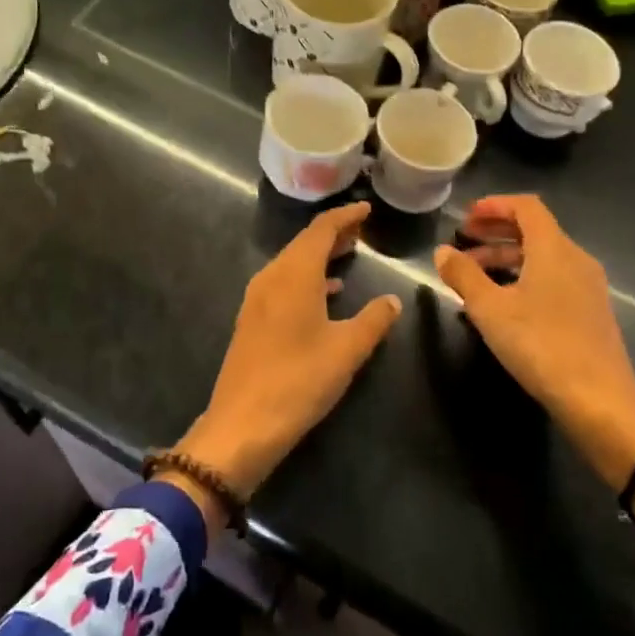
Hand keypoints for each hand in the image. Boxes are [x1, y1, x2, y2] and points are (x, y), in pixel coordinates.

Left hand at [173, 202, 401, 506]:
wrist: (242, 425)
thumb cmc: (299, 381)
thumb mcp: (347, 350)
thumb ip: (373, 320)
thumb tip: (392, 300)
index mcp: (294, 275)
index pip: (321, 230)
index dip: (345, 216)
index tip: (367, 210)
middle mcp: (272, 277)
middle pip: (304, 243)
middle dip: (333, 234)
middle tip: (362, 231)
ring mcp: (257, 299)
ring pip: (292, 263)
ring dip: (320, 256)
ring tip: (348, 255)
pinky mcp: (252, 320)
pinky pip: (283, 283)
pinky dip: (307, 277)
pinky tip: (326, 294)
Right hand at [436, 194, 634, 490]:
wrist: (599, 400)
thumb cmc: (540, 344)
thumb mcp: (490, 309)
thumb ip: (464, 275)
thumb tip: (442, 251)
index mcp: (554, 248)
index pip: (526, 207)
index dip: (494, 205)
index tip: (466, 217)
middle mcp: (576, 259)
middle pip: (535, 231)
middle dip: (496, 232)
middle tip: (464, 242)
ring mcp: (588, 287)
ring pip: (544, 258)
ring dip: (507, 258)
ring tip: (474, 276)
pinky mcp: (592, 312)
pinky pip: (554, 279)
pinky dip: (525, 278)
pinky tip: (504, 304)